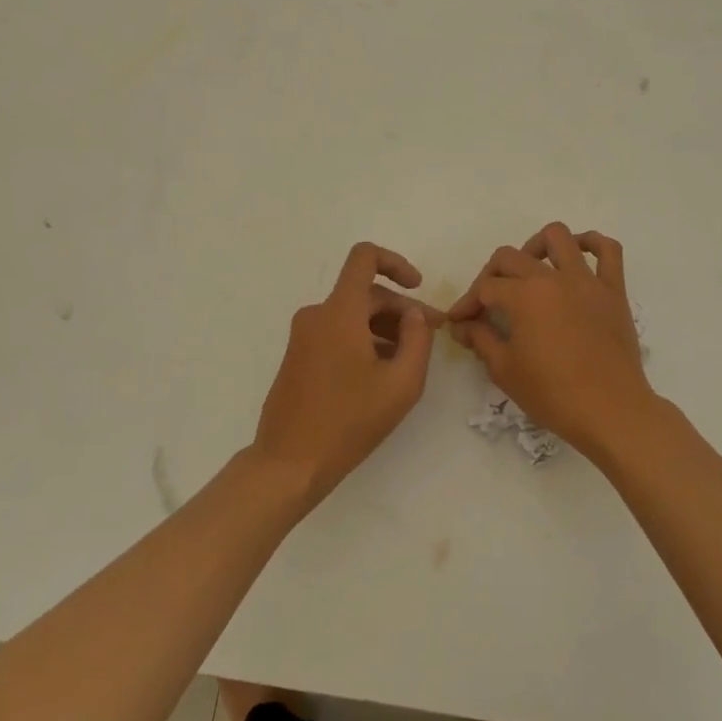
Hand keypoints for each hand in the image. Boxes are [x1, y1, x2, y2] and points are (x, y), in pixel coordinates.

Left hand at [254, 242, 441, 498]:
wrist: (290, 462)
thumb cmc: (349, 421)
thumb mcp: (401, 383)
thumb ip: (418, 340)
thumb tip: (414, 314)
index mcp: (339, 311)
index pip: (364, 258)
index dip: (395, 262)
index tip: (417, 287)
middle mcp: (317, 314)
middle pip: (365, 293)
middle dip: (400, 310)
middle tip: (431, 337)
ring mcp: (303, 336)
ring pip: (352, 316)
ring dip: (383, 328)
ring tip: (408, 361)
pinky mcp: (297, 356)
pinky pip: (336, 333)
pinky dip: (362, 341)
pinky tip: (380, 373)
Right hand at [447, 223, 654, 457]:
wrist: (610, 411)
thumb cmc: (552, 394)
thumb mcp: (504, 370)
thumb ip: (480, 339)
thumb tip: (463, 325)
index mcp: (523, 296)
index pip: (484, 288)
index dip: (466, 305)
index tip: (459, 323)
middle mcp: (553, 278)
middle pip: (510, 258)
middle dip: (490, 276)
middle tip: (487, 303)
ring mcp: (586, 280)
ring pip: (558, 237)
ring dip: (535, 246)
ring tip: (529, 270)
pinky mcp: (614, 291)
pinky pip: (609, 251)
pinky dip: (592, 244)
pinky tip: (579, 256)